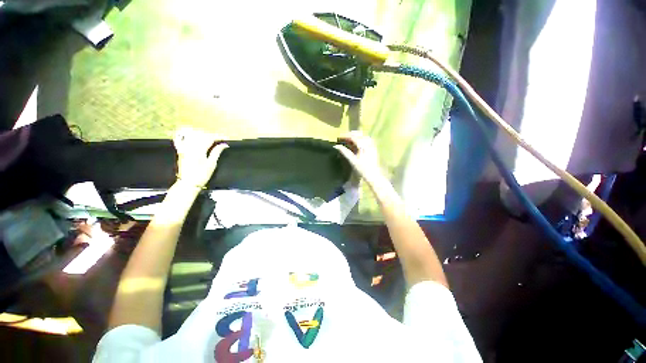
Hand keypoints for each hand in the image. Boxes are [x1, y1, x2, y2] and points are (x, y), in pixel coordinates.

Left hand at [173, 128, 227, 187]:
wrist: (188, 183)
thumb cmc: (202, 175)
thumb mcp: (212, 164)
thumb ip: (217, 152)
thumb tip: (224, 144)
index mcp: (199, 150)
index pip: (210, 138)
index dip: (218, 136)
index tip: (226, 138)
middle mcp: (190, 146)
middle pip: (201, 134)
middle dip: (211, 134)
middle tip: (220, 138)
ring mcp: (184, 147)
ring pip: (192, 134)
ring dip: (202, 134)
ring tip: (209, 137)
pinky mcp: (181, 150)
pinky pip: (181, 138)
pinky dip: (186, 134)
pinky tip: (191, 134)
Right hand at [334, 131, 384, 184]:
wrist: (373, 174)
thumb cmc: (362, 168)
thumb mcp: (352, 160)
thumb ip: (345, 152)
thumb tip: (336, 146)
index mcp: (363, 145)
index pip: (353, 137)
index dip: (345, 136)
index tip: (338, 138)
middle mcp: (368, 142)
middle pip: (358, 134)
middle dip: (350, 135)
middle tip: (342, 138)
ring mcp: (372, 144)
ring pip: (362, 136)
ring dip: (355, 136)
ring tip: (348, 140)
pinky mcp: (373, 147)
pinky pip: (366, 139)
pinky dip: (360, 139)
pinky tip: (356, 143)